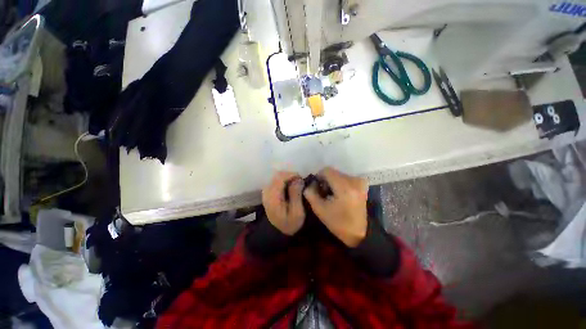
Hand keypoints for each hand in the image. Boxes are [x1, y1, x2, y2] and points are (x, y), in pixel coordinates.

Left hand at [262, 171, 305, 235]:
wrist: (280, 232)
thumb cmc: (290, 223)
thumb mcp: (297, 212)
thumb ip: (296, 194)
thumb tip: (298, 179)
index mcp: (273, 197)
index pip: (280, 178)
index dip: (291, 175)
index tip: (301, 178)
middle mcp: (267, 192)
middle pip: (277, 175)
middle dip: (290, 175)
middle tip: (300, 181)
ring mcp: (266, 192)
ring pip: (276, 177)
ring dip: (287, 177)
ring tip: (296, 183)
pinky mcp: (268, 193)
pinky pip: (275, 181)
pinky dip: (284, 180)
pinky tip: (290, 186)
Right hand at [304, 167, 368, 246]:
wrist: (359, 233)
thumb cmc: (338, 222)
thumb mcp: (319, 209)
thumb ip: (310, 193)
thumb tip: (310, 183)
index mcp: (344, 187)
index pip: (327, 171)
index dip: (319, 177)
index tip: (317, 187)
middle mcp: (354, 181)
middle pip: (333, 172)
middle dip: (325, 180)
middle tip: (323, 193)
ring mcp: (360, 181)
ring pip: (339, 174)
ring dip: (332, 182)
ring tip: (331, 195)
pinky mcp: (362, 184)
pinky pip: (345, 178)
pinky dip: (339, 183)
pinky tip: (339, 194)